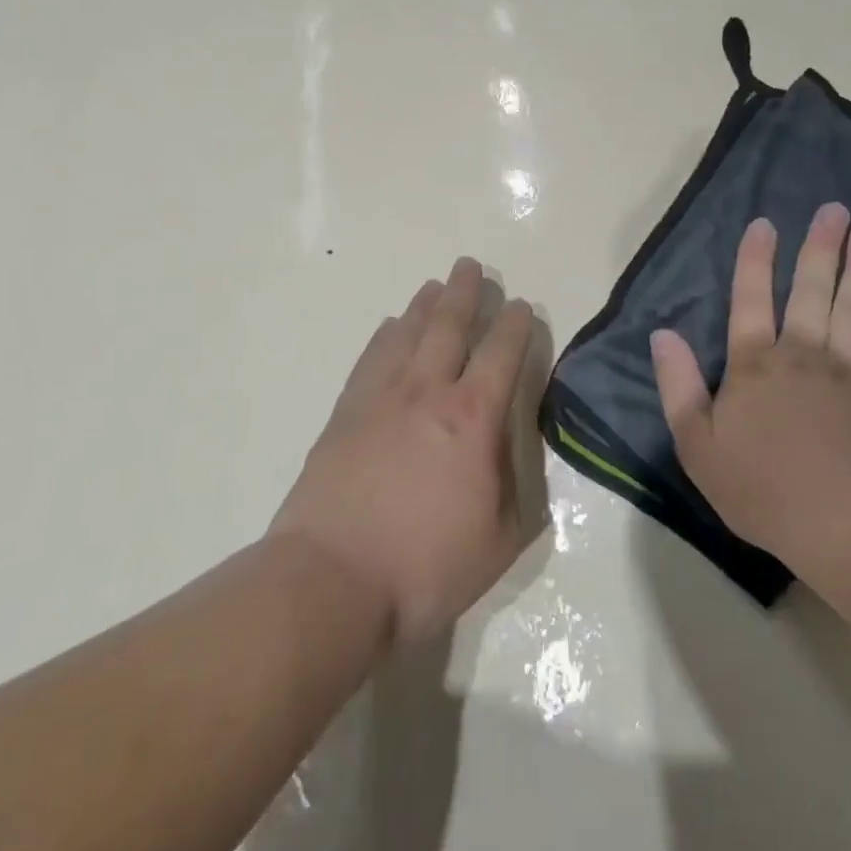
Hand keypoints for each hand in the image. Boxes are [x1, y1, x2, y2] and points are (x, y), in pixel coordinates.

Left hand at [271, 259, 536, 645]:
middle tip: (471, 267)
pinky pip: (371, 358)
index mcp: (474, 418)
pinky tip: (391, 328)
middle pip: (450, 325)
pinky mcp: (345, 413)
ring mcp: (381, 398)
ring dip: (425, 305)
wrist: (330, 583)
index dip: (515, 325)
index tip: (520, 306)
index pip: (503, 353)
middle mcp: (429, 392)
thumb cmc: (426, 568)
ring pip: (408, 333)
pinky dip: (385, 336)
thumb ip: (516, 483)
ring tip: (435, 286)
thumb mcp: (501, 537)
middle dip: (465, 293)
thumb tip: (510, 444)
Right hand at [649, 203, 850, 591]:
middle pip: (811, 288)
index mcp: (754, 364)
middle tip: (833, 208)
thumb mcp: (697, 445)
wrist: (843, 527)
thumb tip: (662, 334)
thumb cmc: (761, 489)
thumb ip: (677, 386)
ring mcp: (848, 368)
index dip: (754, 259)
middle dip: (820, 245)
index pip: (750, 299)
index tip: (764, 223)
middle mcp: (801, 352)